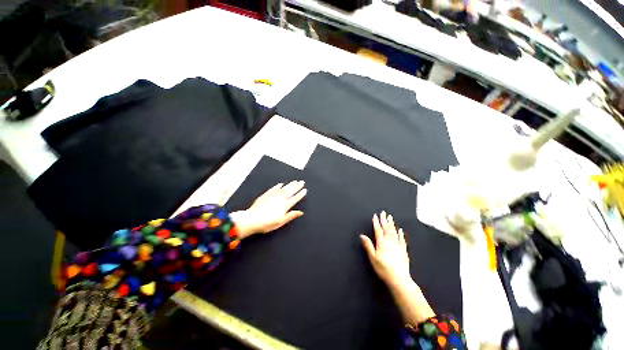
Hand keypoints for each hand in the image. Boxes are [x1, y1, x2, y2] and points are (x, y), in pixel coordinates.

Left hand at [231, 181, 306, 238]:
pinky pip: (274, 189)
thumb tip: (300, 212)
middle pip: (290, 191)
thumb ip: (291, 215)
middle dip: (297, 186)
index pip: (295, 198)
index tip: (305, 190)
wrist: (252, 219)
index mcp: (285, 206)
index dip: (300, 194)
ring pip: (283, 189)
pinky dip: (278, 186)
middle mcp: (280, 199)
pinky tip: (281, 184)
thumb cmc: (267, 223)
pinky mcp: (266, 195)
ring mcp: (273, 196)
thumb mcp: (281, 222)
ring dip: (290, 184)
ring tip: (295, 181)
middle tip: (302, 182)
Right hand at [361, 211, 435, 324]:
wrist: (399, 279)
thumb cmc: (384, 269)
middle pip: (387, 229)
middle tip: (384, 213)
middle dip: (384, 220)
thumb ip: (368, 245)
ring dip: (392, 224)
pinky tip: (400, 230)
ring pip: (394, 232)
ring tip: (390, 217)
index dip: (376, 222)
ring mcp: (398, 246)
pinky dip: (401, 234)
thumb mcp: (373, 258)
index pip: (378, 230)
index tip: (375, 216)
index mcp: (382, 243)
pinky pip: (402, 240)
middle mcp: (390, 242)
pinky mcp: (403, 251)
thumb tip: (362, 235)